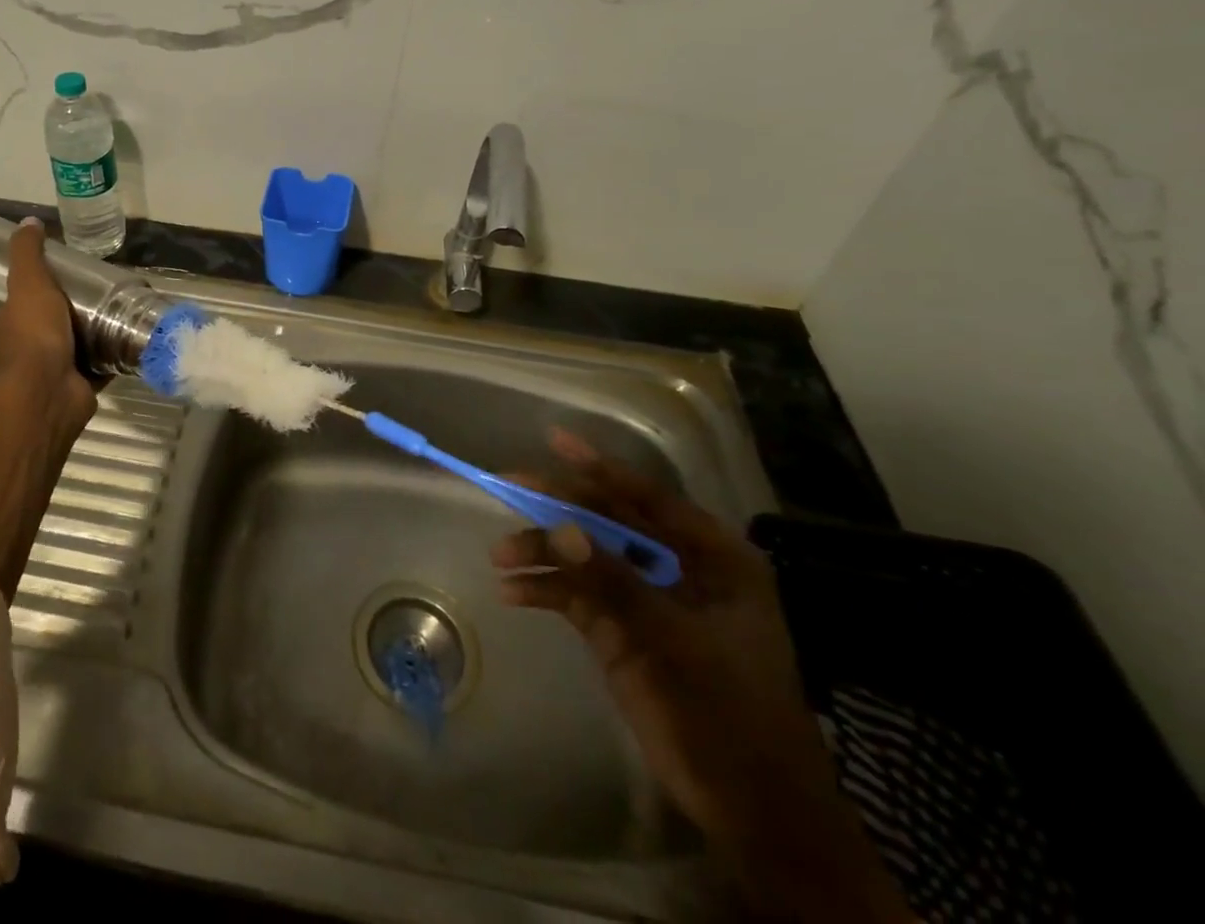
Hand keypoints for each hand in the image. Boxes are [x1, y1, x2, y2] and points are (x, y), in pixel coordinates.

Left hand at [0, 218, 96, 445]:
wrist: (48, 393)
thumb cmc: (30, 337)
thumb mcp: (27, 283)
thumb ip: (27, 254)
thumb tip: (28, 221)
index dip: (11, 304)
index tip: (38, 289)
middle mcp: (9, 360)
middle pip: (28, 335)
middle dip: (50, 323)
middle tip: (80, 299)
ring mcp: (39, 380)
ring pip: (60, 355)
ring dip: (79, 342)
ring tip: (107, 316)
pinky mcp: (70, 391)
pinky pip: (90, 371)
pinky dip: (104, 361)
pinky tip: (123, 342)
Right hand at [492, 430, 910, 921]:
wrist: (750, 810)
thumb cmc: (731, 717)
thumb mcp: (676, 645)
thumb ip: (616, 583)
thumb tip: (561, 527)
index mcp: (714, 559)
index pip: (650, 500)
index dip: (601, 469)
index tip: (555, 441)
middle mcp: (677, 568)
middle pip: (609, 521)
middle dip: (559, 508)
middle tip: (510, 489)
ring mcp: (646, 598)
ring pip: (586, 556)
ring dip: (543, 553)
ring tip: (501, 556)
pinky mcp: (620, 629)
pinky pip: (575, 595)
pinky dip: (545, 590)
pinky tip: (513, 593)